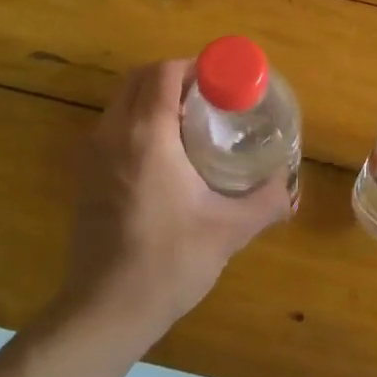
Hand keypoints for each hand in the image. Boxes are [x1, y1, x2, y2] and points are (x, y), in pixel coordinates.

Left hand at [59, 60, 292, 347]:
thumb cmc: (168, 262)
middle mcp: (113, 134)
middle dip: (175, 76)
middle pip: (139, 78)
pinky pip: (113, 126)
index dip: (195, 66)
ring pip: (122, 101)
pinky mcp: (86, 176)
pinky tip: (167, 154)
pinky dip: (138, 120)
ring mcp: (93, 155)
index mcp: (147, 136)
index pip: (164, 73)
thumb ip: (266, 202)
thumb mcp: (229, 230)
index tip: (224, 80)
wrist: (106, 310)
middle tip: (212, 96)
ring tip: (193, 121)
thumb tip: (290, 187)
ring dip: (154, 97)